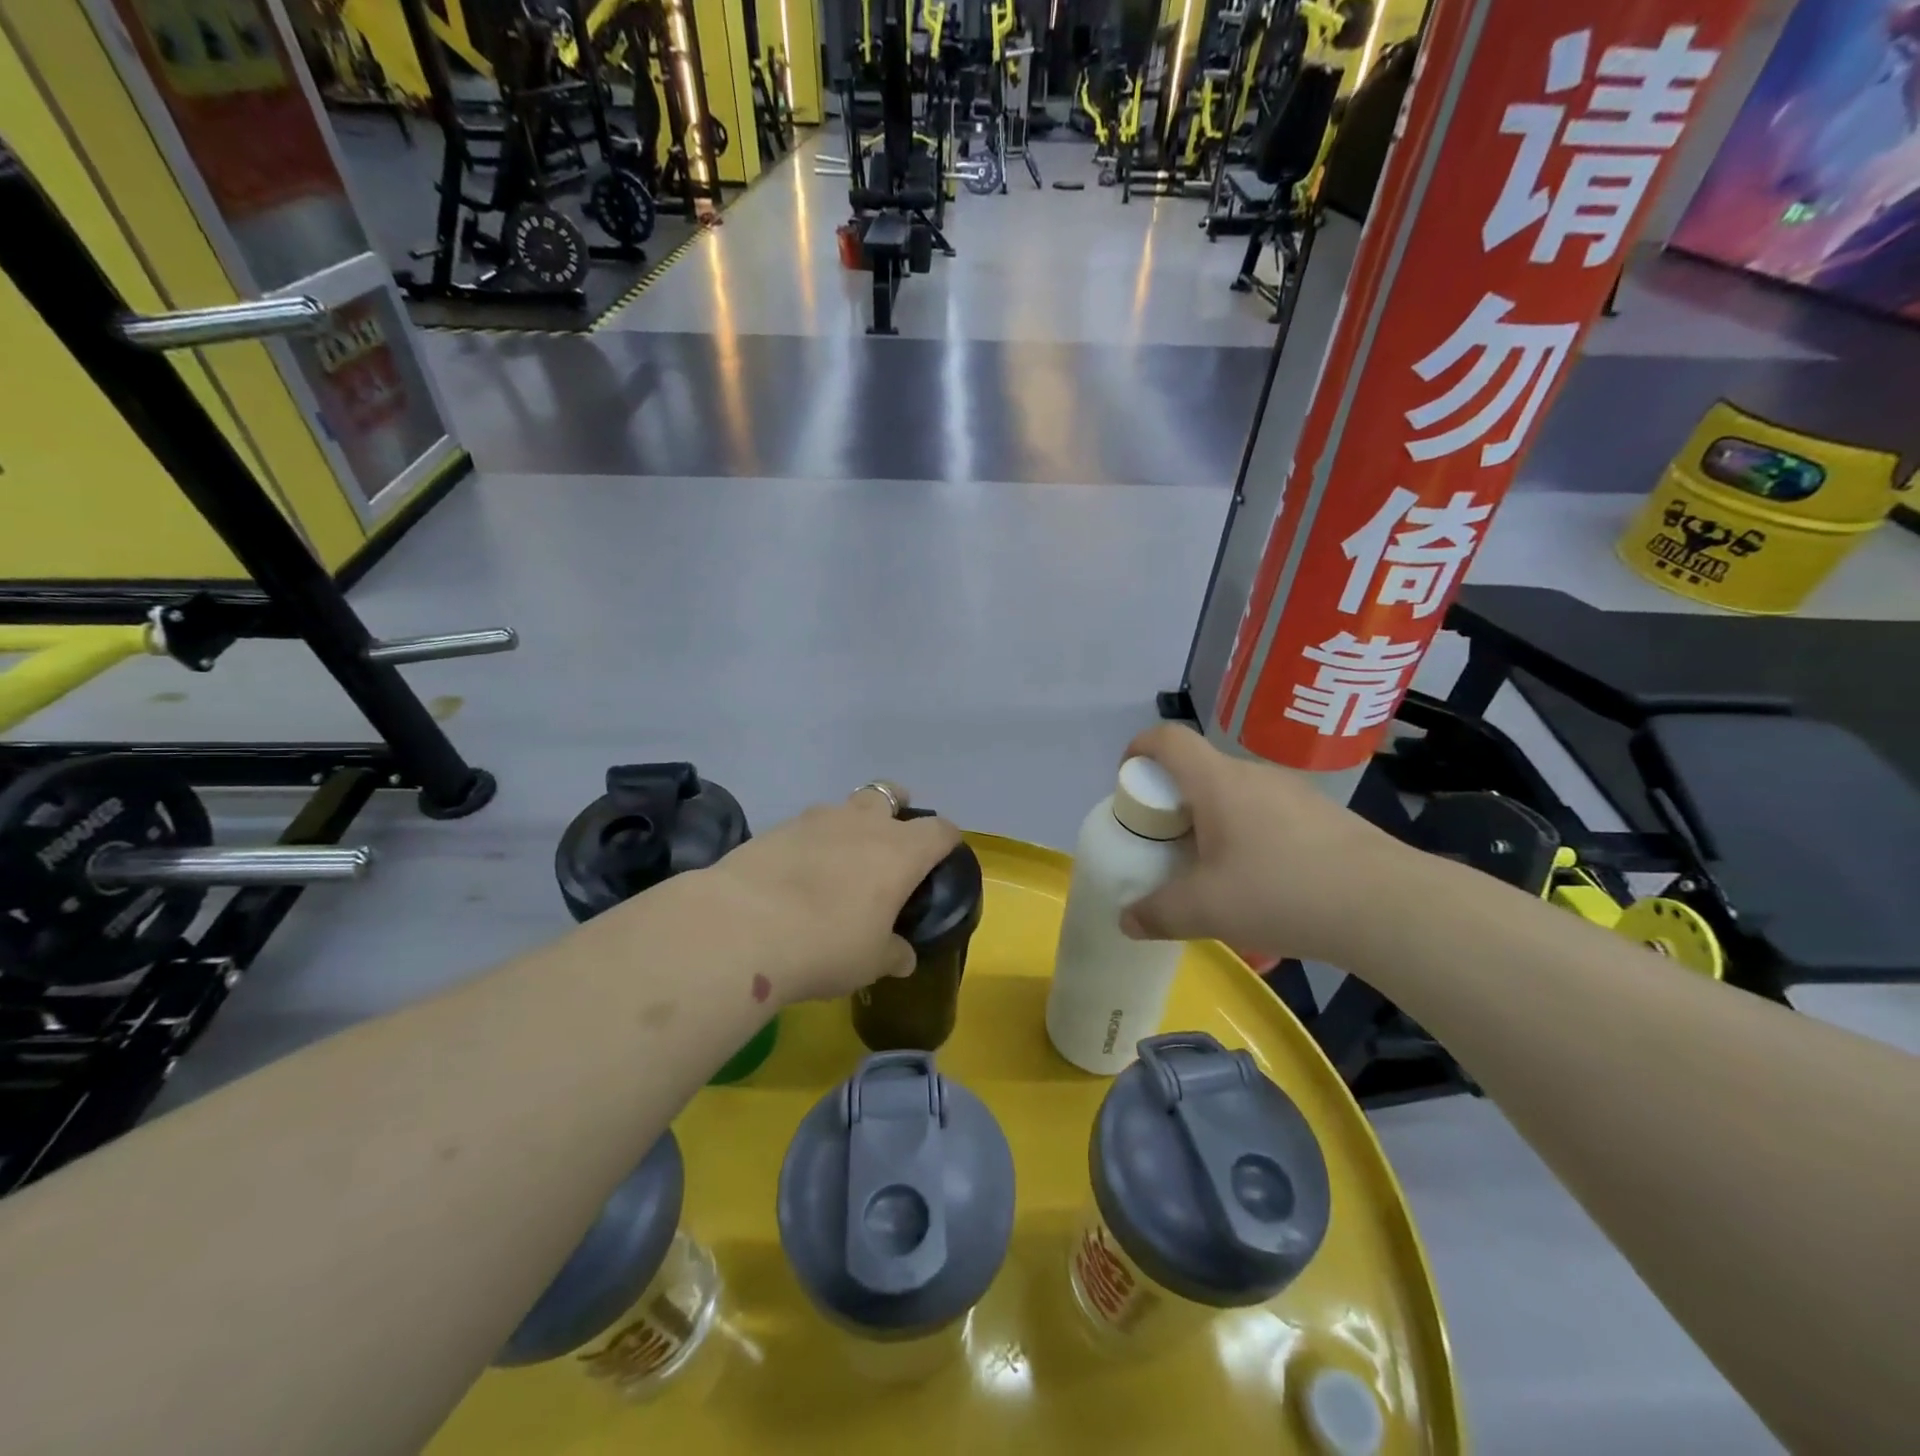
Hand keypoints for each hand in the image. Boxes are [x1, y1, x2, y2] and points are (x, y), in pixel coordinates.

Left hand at [685, 784, 961, 1006]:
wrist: (743, 926)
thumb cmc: (826, 944)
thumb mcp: (870, 962)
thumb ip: (893, 953)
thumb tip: (904, 957)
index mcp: (900, 851)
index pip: (940, 830)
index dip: (946, 840)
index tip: (942, 856)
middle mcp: (862, 823)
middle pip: (888, 794)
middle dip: (894, 808)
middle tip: (888, 842)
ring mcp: (815, 820)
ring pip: (843, 806)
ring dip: (848, 824)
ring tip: (838, 860)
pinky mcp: (775, 828)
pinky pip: (804, 826)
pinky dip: (809, 842)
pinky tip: (796, 874)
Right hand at [1118, 724, 1410, 964]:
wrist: (1386, 905)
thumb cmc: (1280, 892)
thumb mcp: (1206, 910)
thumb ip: (1158, 913)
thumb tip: (1128, 920)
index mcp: (1217, 782)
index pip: (1169, 739)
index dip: (1140, 747)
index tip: (1128, 776)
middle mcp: (1255, 775)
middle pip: (1201, 770)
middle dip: (1175, 800)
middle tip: (1168, 841)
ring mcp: (1295, 793)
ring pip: (1238, 795)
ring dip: (1215, 821)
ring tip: (1216, 870)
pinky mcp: (1326, 816)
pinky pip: (1271, 815)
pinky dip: (1251, 836)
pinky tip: (1265, 884)